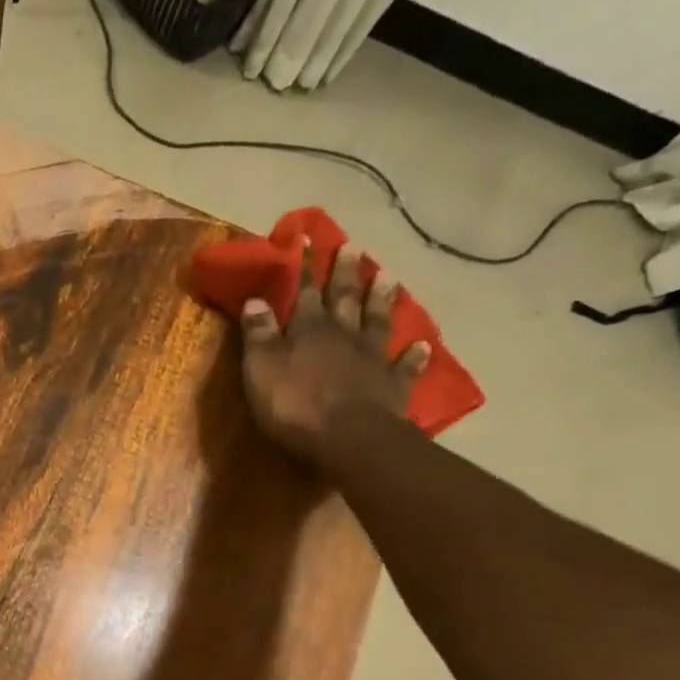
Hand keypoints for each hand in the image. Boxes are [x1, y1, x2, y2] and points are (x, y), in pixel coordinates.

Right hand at [239, 244, 431, 461]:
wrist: (348, 438)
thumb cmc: (294, 404)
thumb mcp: (261, 368)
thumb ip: (259, 335)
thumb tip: (256, 299)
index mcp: (309, 329)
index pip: (304, 292)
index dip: (305, 268)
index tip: (308, 241)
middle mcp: (344, 336)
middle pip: (345, 299)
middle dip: (346, 274)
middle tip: (354, 247)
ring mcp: (372, 360)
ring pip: (378, 322)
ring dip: (383, 300)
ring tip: (389, 277)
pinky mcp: (393, 387)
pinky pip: (406, 367)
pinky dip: (415, 355)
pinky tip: (424, 345)